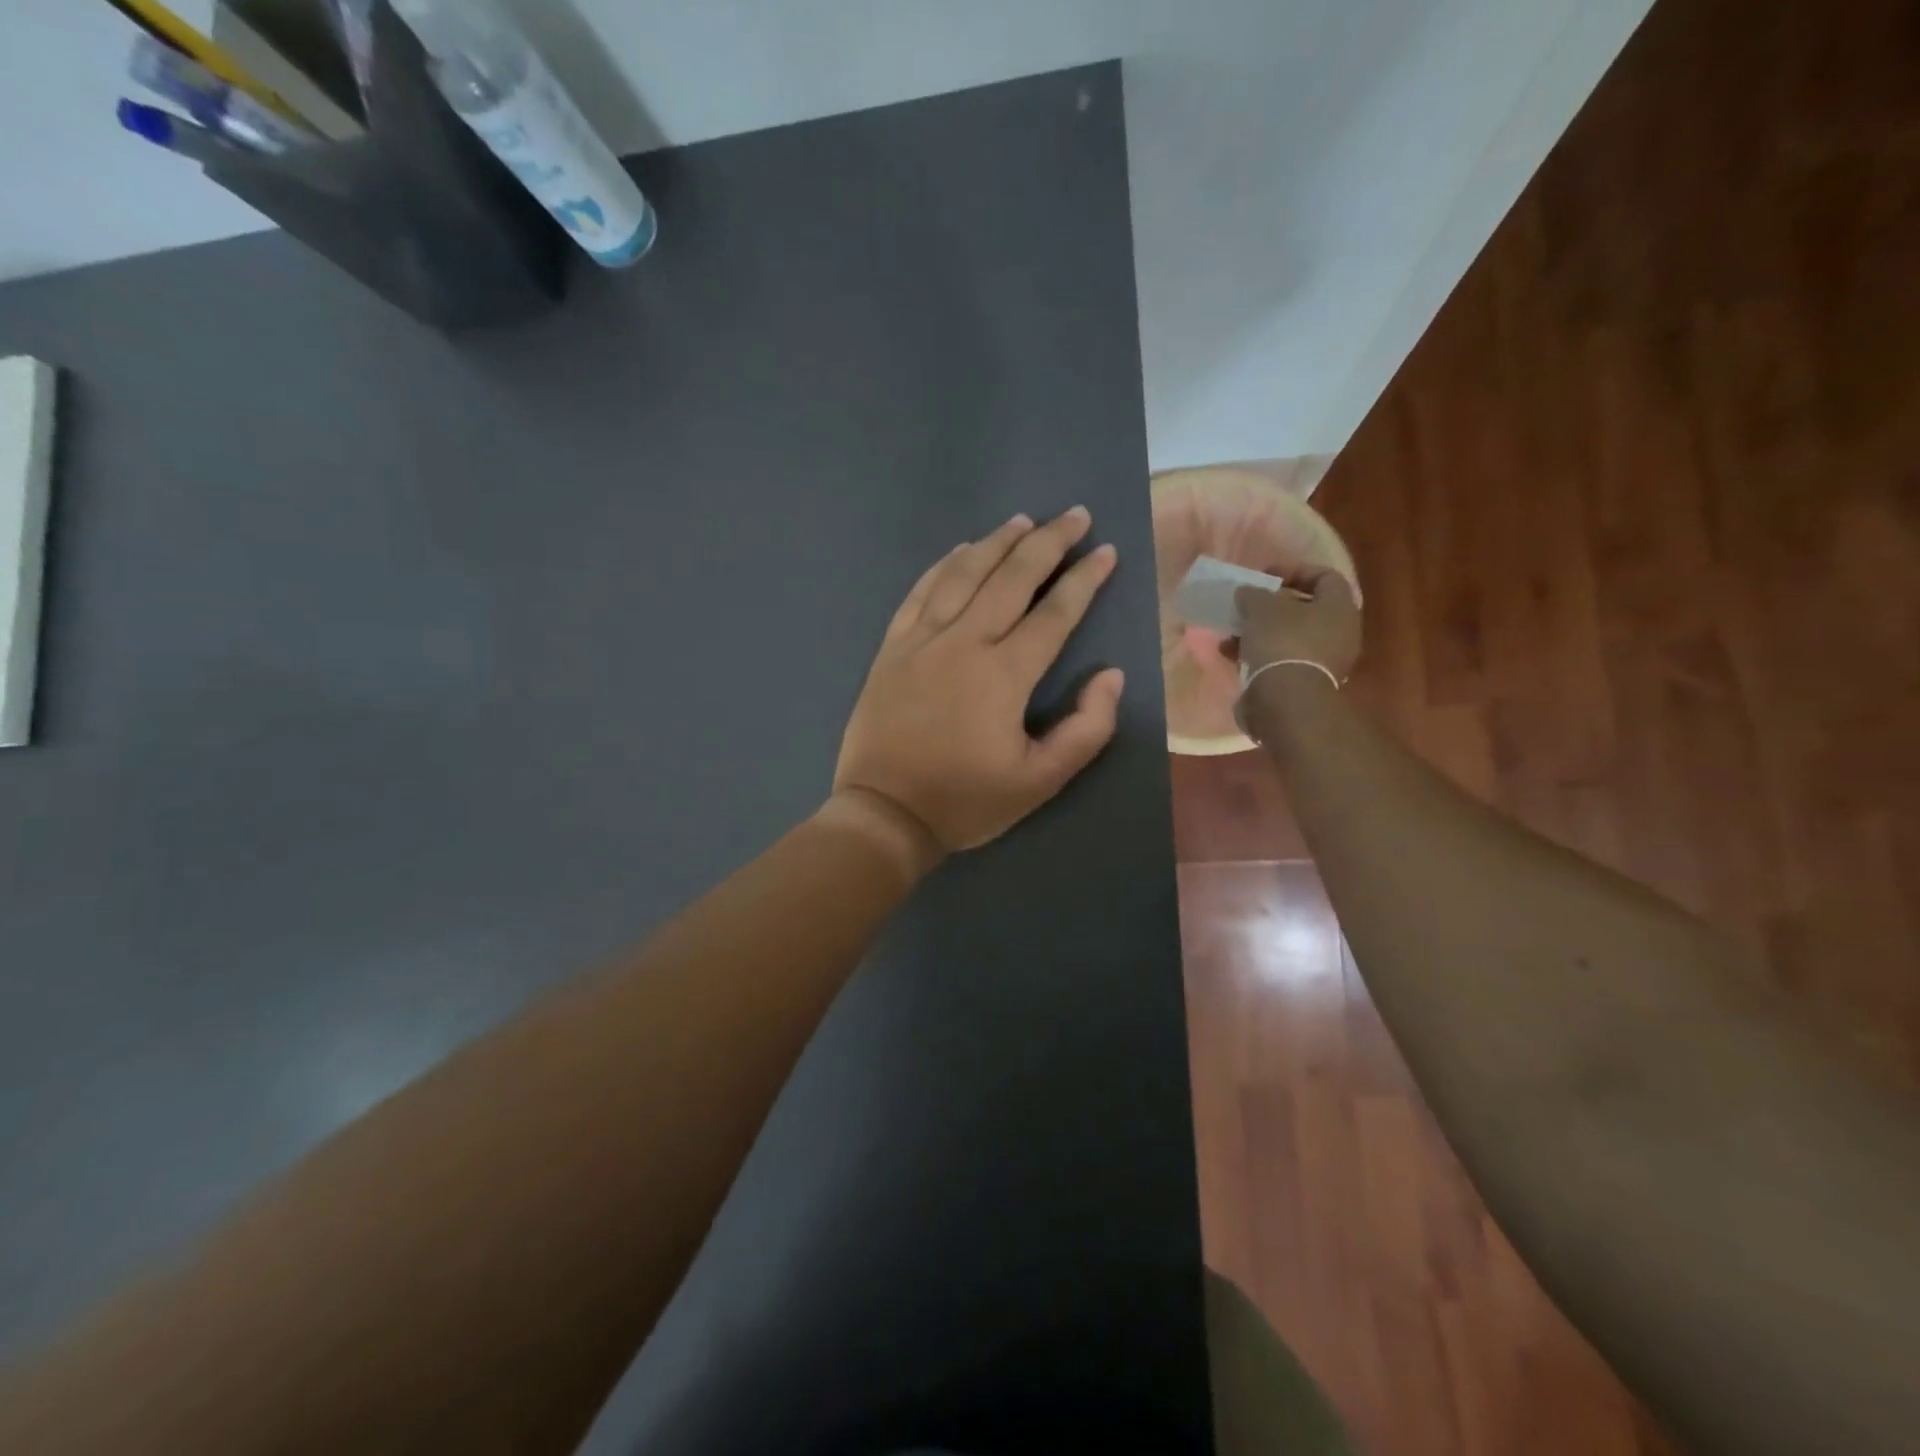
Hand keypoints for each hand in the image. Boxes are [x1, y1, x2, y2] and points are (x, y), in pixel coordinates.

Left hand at [833, 507, 1125, 854]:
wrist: (884, 814)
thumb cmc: (965, 801)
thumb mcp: (1040, 782)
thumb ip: (1086, 729)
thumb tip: (1112, 676)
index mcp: (1004, 674)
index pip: (1054, 613)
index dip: (1084, 579)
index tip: (1107, 551)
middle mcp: (963, 643)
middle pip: (1011, 578)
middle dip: (1048, 542)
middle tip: (1074, 515)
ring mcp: (921, 640)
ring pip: (963, 574)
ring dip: (997, 543)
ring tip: (1023, 520)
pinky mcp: (892, 648)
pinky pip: (920, 592)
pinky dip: (943, 565)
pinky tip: (961, 550)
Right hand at [1231, 567, 1362, 684]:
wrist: (1285, 700)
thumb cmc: (1281, 642)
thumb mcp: (1262, 607)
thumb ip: (1254, 594)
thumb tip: (1247, 592)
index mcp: (1339, 608)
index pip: (1325, 577)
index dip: (1295, 571)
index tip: (1265, 577)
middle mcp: (1339, 633)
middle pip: (1304, 610)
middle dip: (1271, 606)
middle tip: (1247, 605)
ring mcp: (1323, 661)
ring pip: (1287, 637)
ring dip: (1258, 632)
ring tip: (1231, 633)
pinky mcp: (1303, 683)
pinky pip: (1279, 660)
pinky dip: (1257, 654)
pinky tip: (1230, 655)